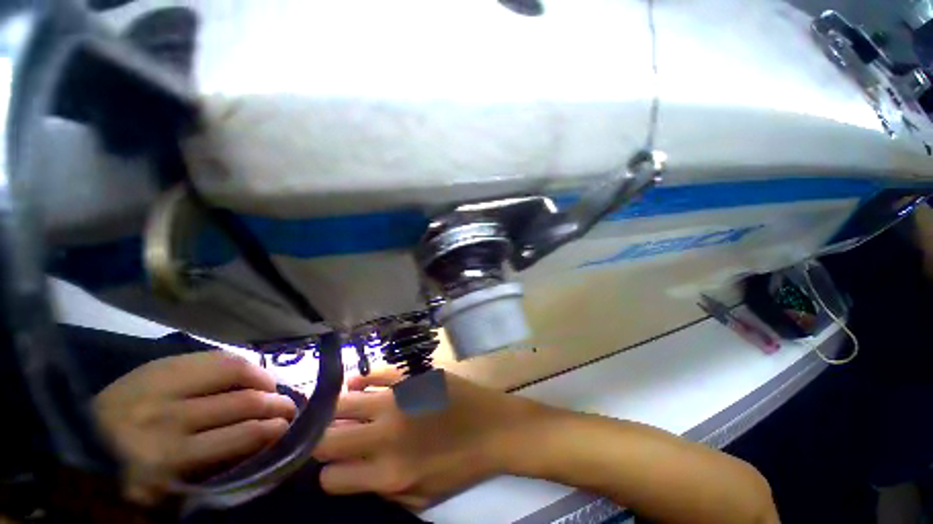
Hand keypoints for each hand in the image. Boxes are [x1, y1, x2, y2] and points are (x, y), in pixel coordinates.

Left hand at [93, 352, 296, 505]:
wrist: (78, 441)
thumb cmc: (127, 473)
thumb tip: (260, 445)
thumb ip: (211, 468)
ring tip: (274, 387)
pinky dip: (241, 363)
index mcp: (168, 457)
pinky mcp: (159, 365)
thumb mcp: (166, 486)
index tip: (286, 429)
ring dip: (264, 379)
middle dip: (275, 403)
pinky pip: (214, 355)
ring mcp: (162, 384)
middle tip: (288, 406)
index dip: (271, 430)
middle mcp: (168, 416)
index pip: (239, 437)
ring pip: (234, 371)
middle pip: (242, 401)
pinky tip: (250, 371)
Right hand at [313, 368, 553, 509]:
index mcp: (389, 474)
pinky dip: (359, 380)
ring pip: (343, 403)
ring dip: (336, 409)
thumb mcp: (422, 498)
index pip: (331, 478)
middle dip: (322, 440)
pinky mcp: (412, 376)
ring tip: (341, 409)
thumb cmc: (461, 466)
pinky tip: (358, 384)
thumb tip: (355, 473)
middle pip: (326, 440)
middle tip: (331, 435)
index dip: (329, 473)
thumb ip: (384, 491)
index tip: (337, 464)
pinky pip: (375, 373)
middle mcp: (386, 437)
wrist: (494, 427)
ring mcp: (399, 400)